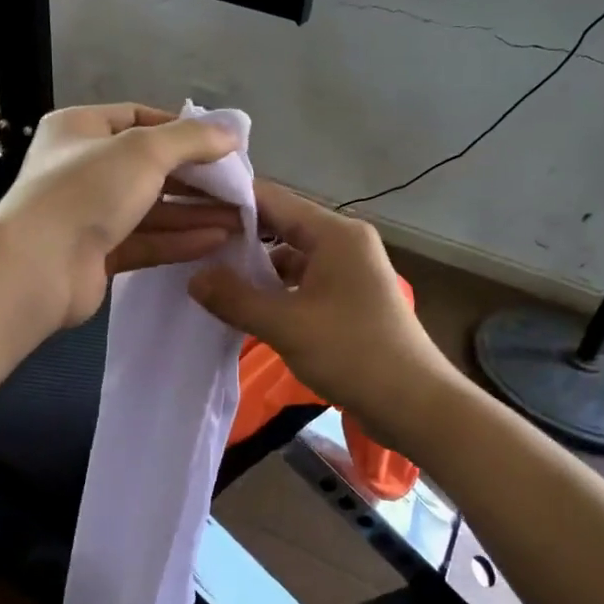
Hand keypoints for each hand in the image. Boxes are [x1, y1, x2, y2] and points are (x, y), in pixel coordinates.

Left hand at [0, 103, 244, 327]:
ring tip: (240, 217)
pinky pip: (145, 241)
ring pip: (151, 208)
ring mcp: (89, 214)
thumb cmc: (86, 190)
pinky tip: (217, 239)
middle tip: (239, 186)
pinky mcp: (98, 254)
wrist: (37, 267)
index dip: (181, 129)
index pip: (138, 117)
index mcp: (80, 129)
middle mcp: (83, 167)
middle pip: (149, 167)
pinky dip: (179, 239)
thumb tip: (233, 132)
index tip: (221, 144)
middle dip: (196, 178)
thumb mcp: (143, 150)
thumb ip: (191, 139)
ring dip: (194, 212)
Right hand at [189, 182, 462, 446]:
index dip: (230, 202)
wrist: (414, 404)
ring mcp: (347, 270)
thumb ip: (236, 298)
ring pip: (290, 255)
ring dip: (255, 265)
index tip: (189, 209)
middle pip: (281, 224)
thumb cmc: (353, 353)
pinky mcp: (347, 297)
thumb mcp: (286, 325)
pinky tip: (243, 302)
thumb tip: (193, 278)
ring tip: (208, 273)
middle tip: (191, 243)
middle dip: (238, 235)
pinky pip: (302, 280)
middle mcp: (343, 242)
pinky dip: (274, 287)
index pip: (273, 199)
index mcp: (335, 233)